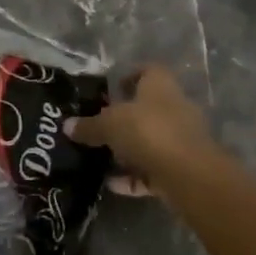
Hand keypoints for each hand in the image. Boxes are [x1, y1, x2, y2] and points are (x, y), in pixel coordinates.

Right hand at [70, 64, 214, 186]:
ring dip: (129, 150)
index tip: (110, 89)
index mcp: (160, 85)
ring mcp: (181, 138)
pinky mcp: (182, 168)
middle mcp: (175, 106)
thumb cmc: (148, 131)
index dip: (130, 76)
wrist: (188, 174)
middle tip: (100, 127)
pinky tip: (112, 184)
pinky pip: (153, 169)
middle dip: (125, 119)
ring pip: (151, 140)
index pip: (148, 70)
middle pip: (148, 107)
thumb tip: (67, 126)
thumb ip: (89, 126)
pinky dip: (134, 176)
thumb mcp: (110, 124)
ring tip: (102, 157)